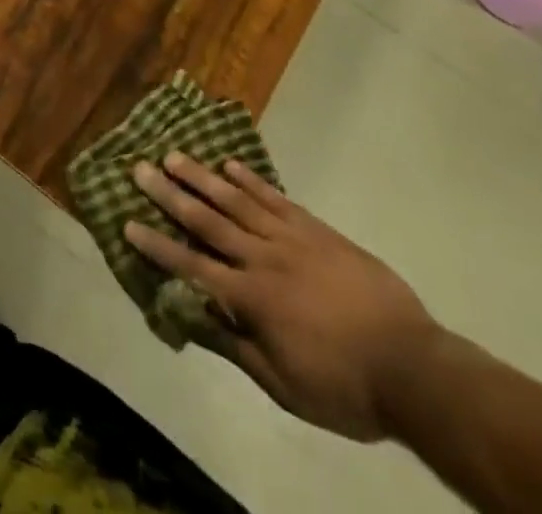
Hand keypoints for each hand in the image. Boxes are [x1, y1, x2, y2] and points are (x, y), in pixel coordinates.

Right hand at [125, 153, 445, 441]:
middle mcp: (262, 259)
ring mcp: (290, 239)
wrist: (413, 367)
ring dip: (201, 177)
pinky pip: (275, 198)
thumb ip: (236, 347)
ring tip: (173, 155)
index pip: (192, 267)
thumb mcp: (285, 386)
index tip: (128, 223)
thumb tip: (193, 318)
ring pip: (236, 200)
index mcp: (251, 299)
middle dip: (169, 195)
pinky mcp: (316, 229)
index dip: (158, 246)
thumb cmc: (345, 387)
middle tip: (140, 168)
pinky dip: (250, 179)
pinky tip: (229, 163)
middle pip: (207, 221)